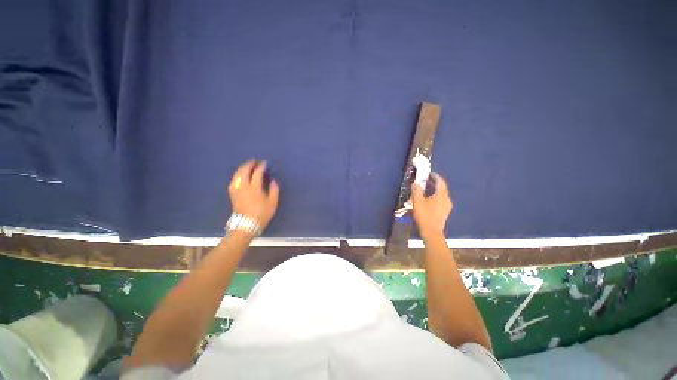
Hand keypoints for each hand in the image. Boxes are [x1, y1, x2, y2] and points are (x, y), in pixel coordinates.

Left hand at [228, 160, 279, 230]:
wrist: (246, 225)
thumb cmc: (262, 214)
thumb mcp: (272, 203)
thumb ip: (274, 190)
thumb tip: (273, 181)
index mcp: (254, 188)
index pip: (257, 173)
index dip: (261, 167)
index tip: (265, 163)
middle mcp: (243, 186)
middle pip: (244, 171)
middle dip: (249, 164)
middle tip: (254, 161)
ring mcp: (236, 190)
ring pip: (237, 175)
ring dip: (242, 168)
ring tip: (247, 166)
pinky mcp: (232, 194)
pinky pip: (233, 180)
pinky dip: (237, 175)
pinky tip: (239, 175)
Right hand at [411, 173, 452, 239]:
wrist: (432, 232)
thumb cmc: (424, 215)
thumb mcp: (418, 202)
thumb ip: (417, 190)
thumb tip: (416, 182)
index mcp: (441, 195)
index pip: (441, 182)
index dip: (435, 176)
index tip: (429, 173)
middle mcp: (447, 199)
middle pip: (442, 187)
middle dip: (434, 182)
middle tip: (425, 180)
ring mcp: (447, 206)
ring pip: (441, 194)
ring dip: (434, 189)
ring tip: (425, 188)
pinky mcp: (445, 211)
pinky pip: (441, 199)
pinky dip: (435, 195)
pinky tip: (428, 198)